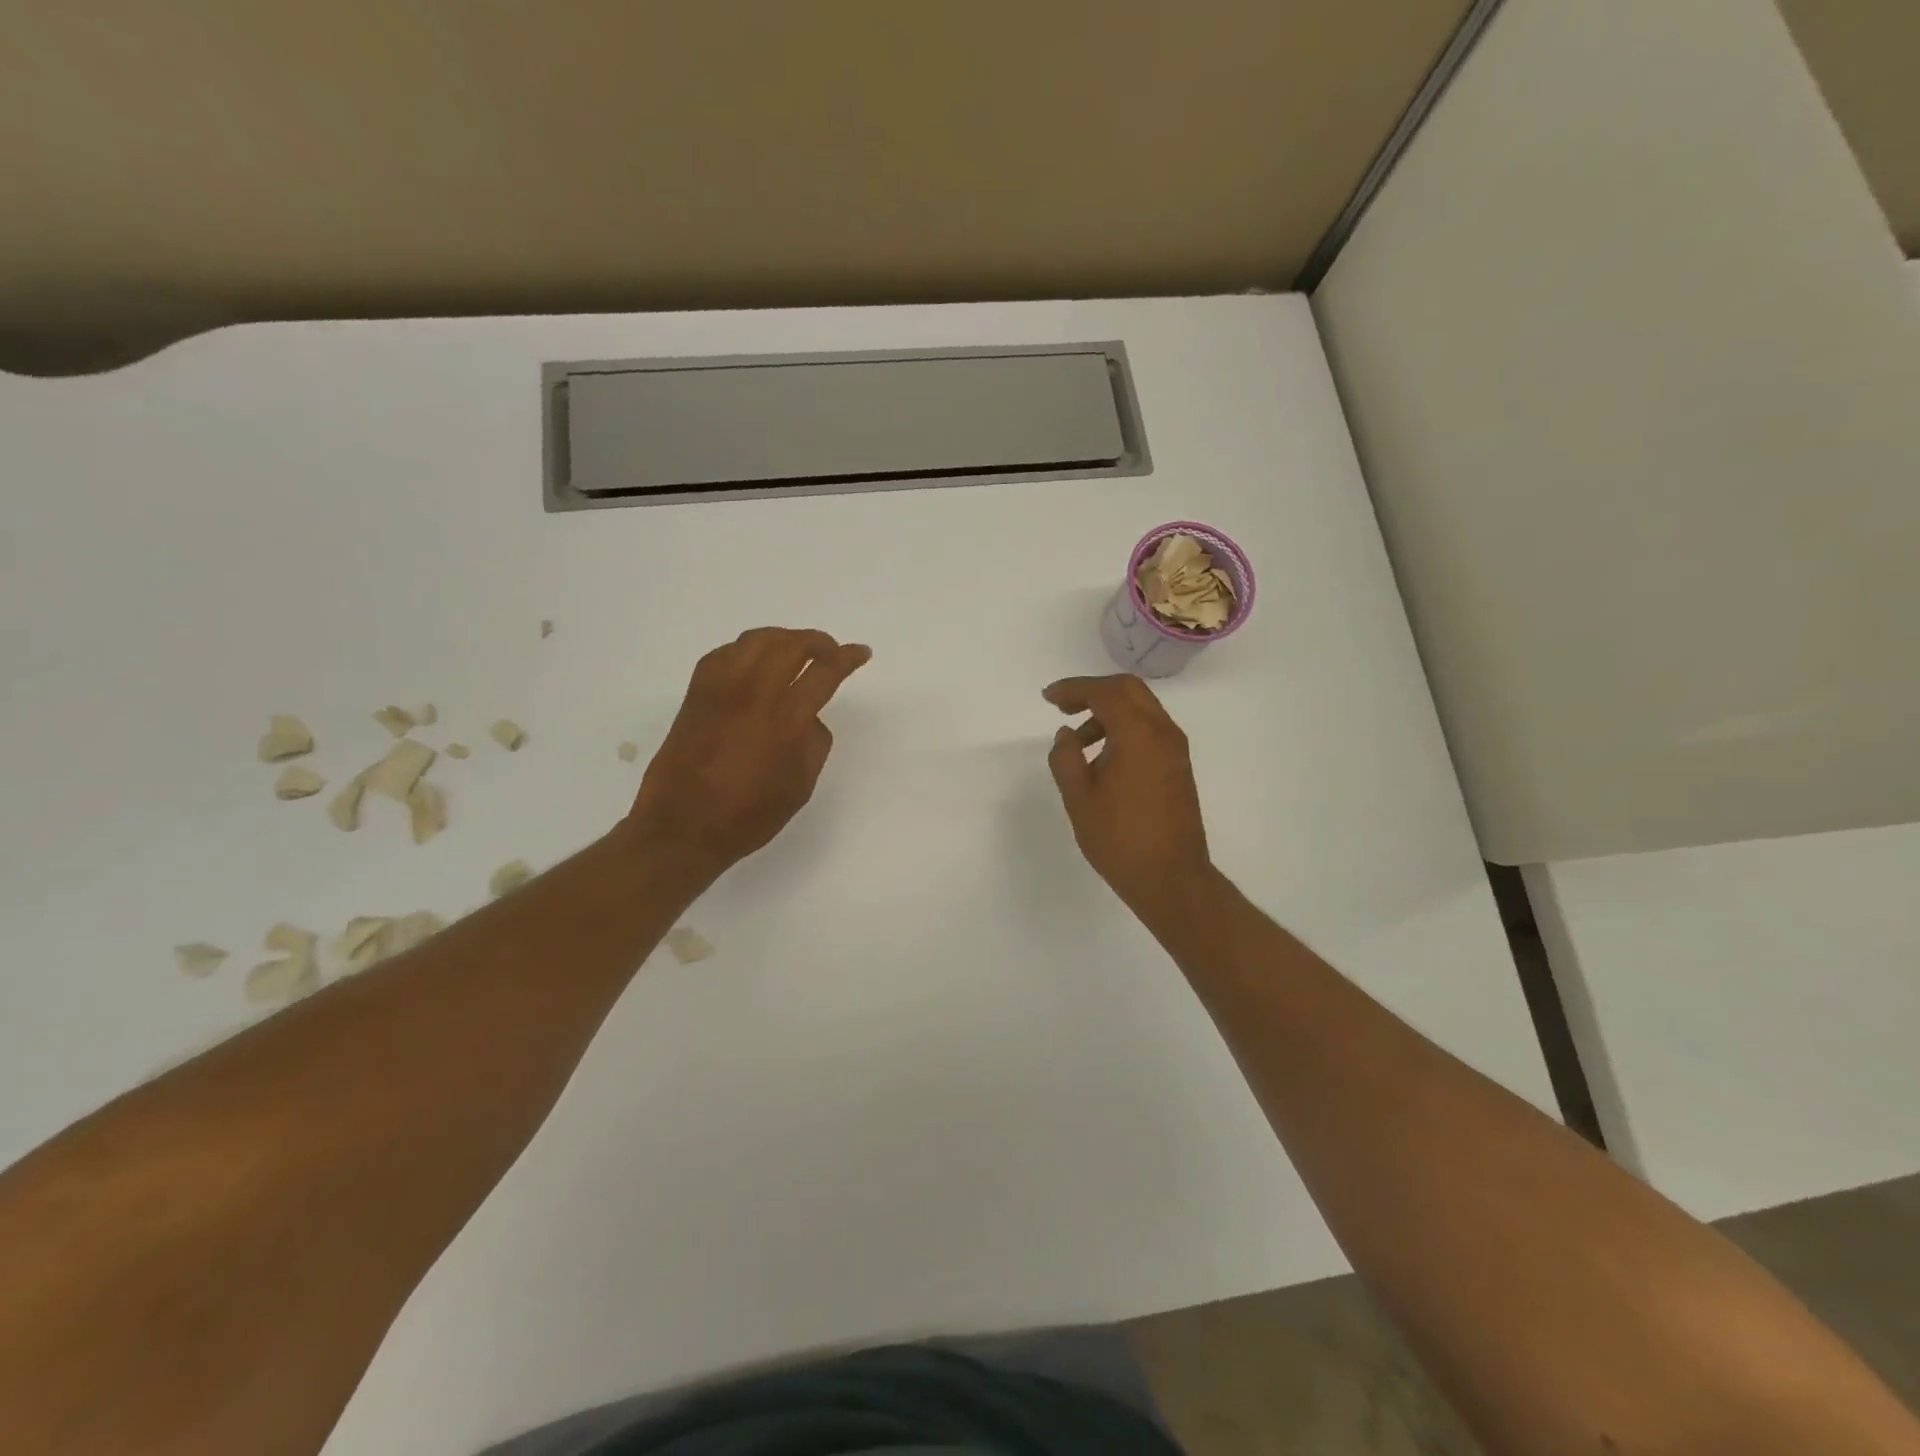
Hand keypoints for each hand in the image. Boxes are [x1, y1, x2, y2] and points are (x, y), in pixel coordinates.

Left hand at [626, 627, 870, 880]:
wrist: (681, 828)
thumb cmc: (747, 817)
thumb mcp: (800, 788)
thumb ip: (814, 744)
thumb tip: (809, 717)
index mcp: (785, 723)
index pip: (824, 672)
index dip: (847, 657)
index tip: (861, 652)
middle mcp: (753, 696)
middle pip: (790, 645)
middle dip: (818, 642)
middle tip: (831, 652)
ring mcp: (720, 691)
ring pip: (756, 640)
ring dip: (783, 638)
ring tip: (796, 651)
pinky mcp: (696, 694)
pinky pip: (725, 653)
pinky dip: (748, 649)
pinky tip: (755, 662)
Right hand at [1044, 674, 1212, 916]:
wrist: (1171, 878)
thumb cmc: (1119, 838)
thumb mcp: (1079, 797)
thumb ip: (1066, 757)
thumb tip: (1067, 735)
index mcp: (1138, 734)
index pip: (1104, 692)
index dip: (1073, 688)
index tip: (1049, 698)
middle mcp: (1163, 732)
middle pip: (1128, 690)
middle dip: (1093, 691)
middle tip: (1063, 708)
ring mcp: (1175, 749)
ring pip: (1141, 709)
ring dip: (1109, 712)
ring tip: (1079, 743)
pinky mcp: (1178, 766)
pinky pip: (1150, 730)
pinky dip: (1125, 729)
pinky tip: (1104, 757)